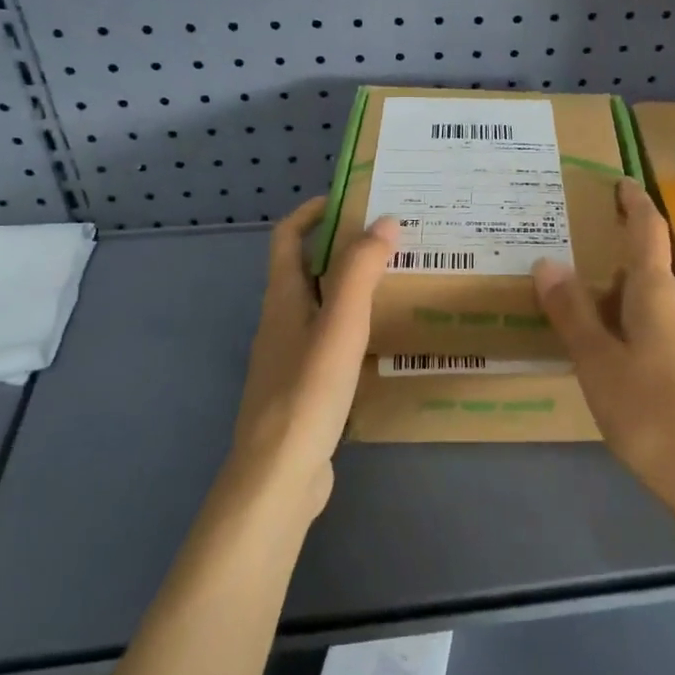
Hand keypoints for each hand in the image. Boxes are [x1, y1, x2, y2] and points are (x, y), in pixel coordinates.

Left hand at [229, 198, 397, 518]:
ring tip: (395, 283)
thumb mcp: (340, 325)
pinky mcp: (303, 388)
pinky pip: (328, 341)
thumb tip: (384, 221)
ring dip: (350, 288)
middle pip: (305, 270)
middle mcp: (280, 322)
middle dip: (341, 249)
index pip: (287, 238)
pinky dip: (352, 327)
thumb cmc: (308, 392)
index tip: (350, 200)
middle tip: (389, 241)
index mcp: (282, 300)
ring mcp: (289, 358)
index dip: (312, 213)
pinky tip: (382, 340)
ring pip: (319, 307)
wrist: (279, 475)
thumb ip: (360, 272)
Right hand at [533, 179, 674, 539]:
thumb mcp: (598, 366)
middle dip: (619, 272)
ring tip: (593, 329)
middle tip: (578, 280)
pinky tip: (628, 371)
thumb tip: (547, 261)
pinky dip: (645, 336)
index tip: (623, 182)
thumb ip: (572, 314)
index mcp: (660, 297)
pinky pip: (673, 337)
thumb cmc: (654, 416)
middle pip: (652, 276)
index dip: (634, 204)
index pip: (648, 233)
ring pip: (662, 311)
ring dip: (629, 309)